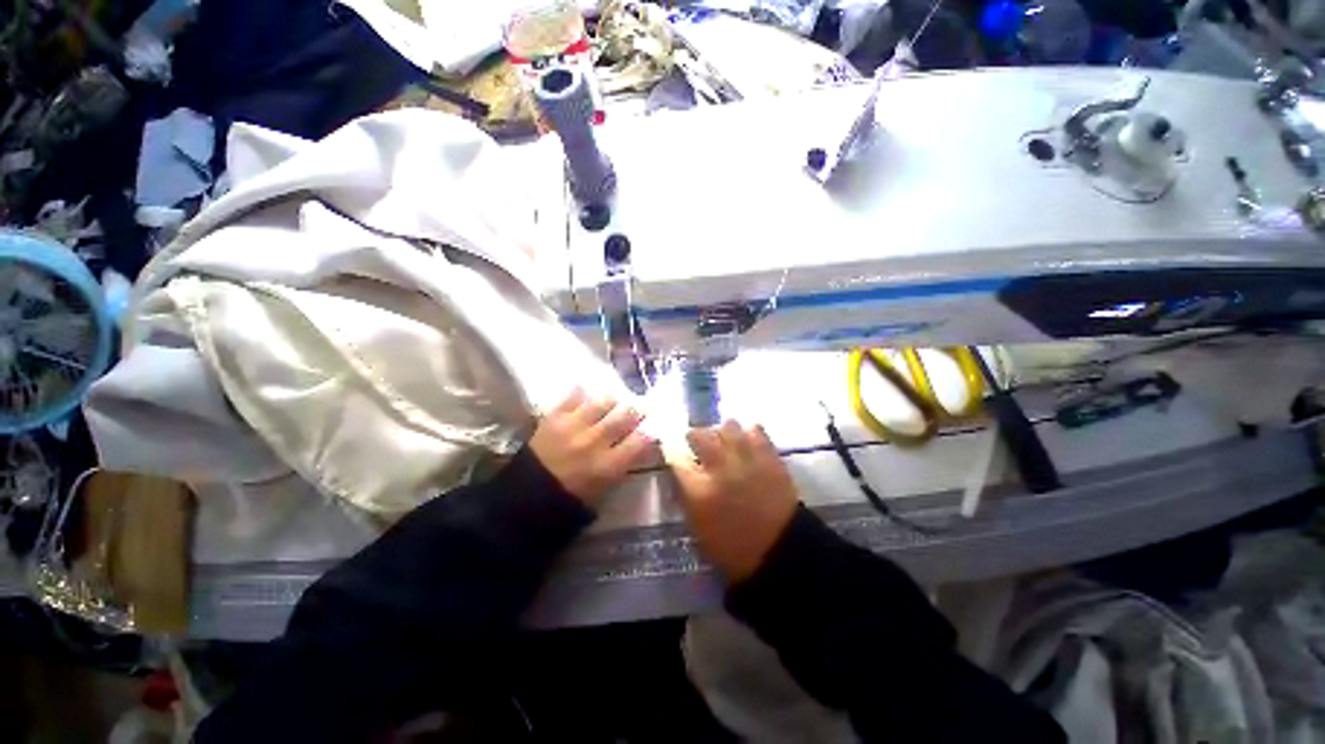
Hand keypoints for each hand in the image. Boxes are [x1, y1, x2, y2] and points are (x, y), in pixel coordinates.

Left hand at [529, 389, 653, 505]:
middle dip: (634, 411)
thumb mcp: (605, 487)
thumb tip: (640, 442)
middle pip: (625, 415)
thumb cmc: (571, 497)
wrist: (528, 496)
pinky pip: (574, 396)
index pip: (641, 439)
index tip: (652, 425)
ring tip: (611, 403)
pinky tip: (586, 395)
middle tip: (636, 409)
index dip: (650, 429)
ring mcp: (574, 427)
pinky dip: (582, 393)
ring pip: (603, 401)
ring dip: (611, 401)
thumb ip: (624, 463)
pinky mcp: (554, 417)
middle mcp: (595, 442)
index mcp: (609, 465)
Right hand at [669, 421, 798, 582]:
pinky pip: (756, 431)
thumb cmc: (733, 549)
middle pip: (699, 435)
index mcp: (699, 491)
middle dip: (694, 435)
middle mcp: (719, 469)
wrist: (780, 553)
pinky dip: (749, 431)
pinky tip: (747, 439)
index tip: (672, 448)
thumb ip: (686, 497)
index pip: (676, 458)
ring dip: (722, 431)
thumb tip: (679, 474)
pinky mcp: (769, 458)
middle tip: (696, 440)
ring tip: (724, 438)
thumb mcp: (698, 529)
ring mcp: (746, 460)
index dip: (671, 450)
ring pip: (728, 427)